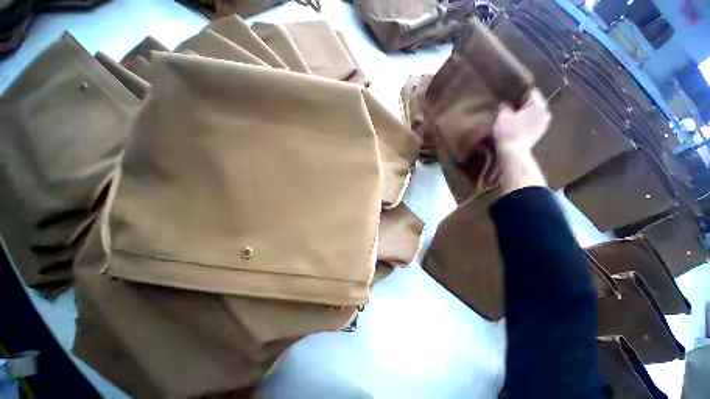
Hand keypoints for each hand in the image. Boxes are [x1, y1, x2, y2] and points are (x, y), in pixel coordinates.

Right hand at [492, 89, 550, 152]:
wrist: (514, 151)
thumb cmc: (508, 131)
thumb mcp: (502, 116)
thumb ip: (505, 106)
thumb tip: (506, 103)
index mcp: (537, 103)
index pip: (531, 91)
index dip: (520, 93)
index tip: (511, 97)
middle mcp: (545, 111)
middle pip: (535, 102)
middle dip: (525, 103)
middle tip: (512, 107)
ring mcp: (545, 122)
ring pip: (536, 112)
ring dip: (527, 113)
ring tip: (516, 117)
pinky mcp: (541, 132)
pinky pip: (535, 122)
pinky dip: (529, 121)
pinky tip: (520, 126)